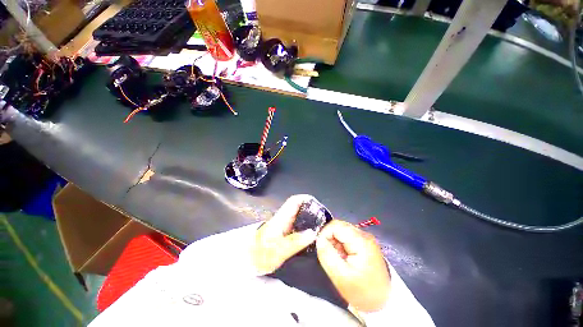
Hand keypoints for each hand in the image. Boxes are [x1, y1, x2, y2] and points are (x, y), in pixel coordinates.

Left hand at [251, 195, 317, 274]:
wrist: (249, 260)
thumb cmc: (261, 254)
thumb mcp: (278, 250)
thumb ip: (295, 241)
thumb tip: (313, 232)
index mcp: (281, 218)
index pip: (294, 201)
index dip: (305, 199)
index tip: (317, 204)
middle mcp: (283, 218)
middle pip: (298, 207)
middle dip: (311, 209)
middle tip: (323, 216)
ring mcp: (284, 224)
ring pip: (299, 216)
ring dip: (309, 217)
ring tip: (321, 224)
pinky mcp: (284, 231)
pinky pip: (298, 224)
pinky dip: (306, 226)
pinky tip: (312, 233)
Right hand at [316, 220, 390, 312]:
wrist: (383, 302)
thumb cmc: (362, 291)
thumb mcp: (340, 276)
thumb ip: (327, 255)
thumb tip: (318, 239)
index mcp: (361, 240)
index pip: (336, 225)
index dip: (325, 233)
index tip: (322, 248)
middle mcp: (364, 234)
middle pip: (339, 226)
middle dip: (330, 238)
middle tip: (330, 255)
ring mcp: (365, 238)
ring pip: (341, 230)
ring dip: (334, 242)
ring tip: (337, 258)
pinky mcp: (364, 242)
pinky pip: (346, 236)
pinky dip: (340, 244)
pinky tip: (343, 257)